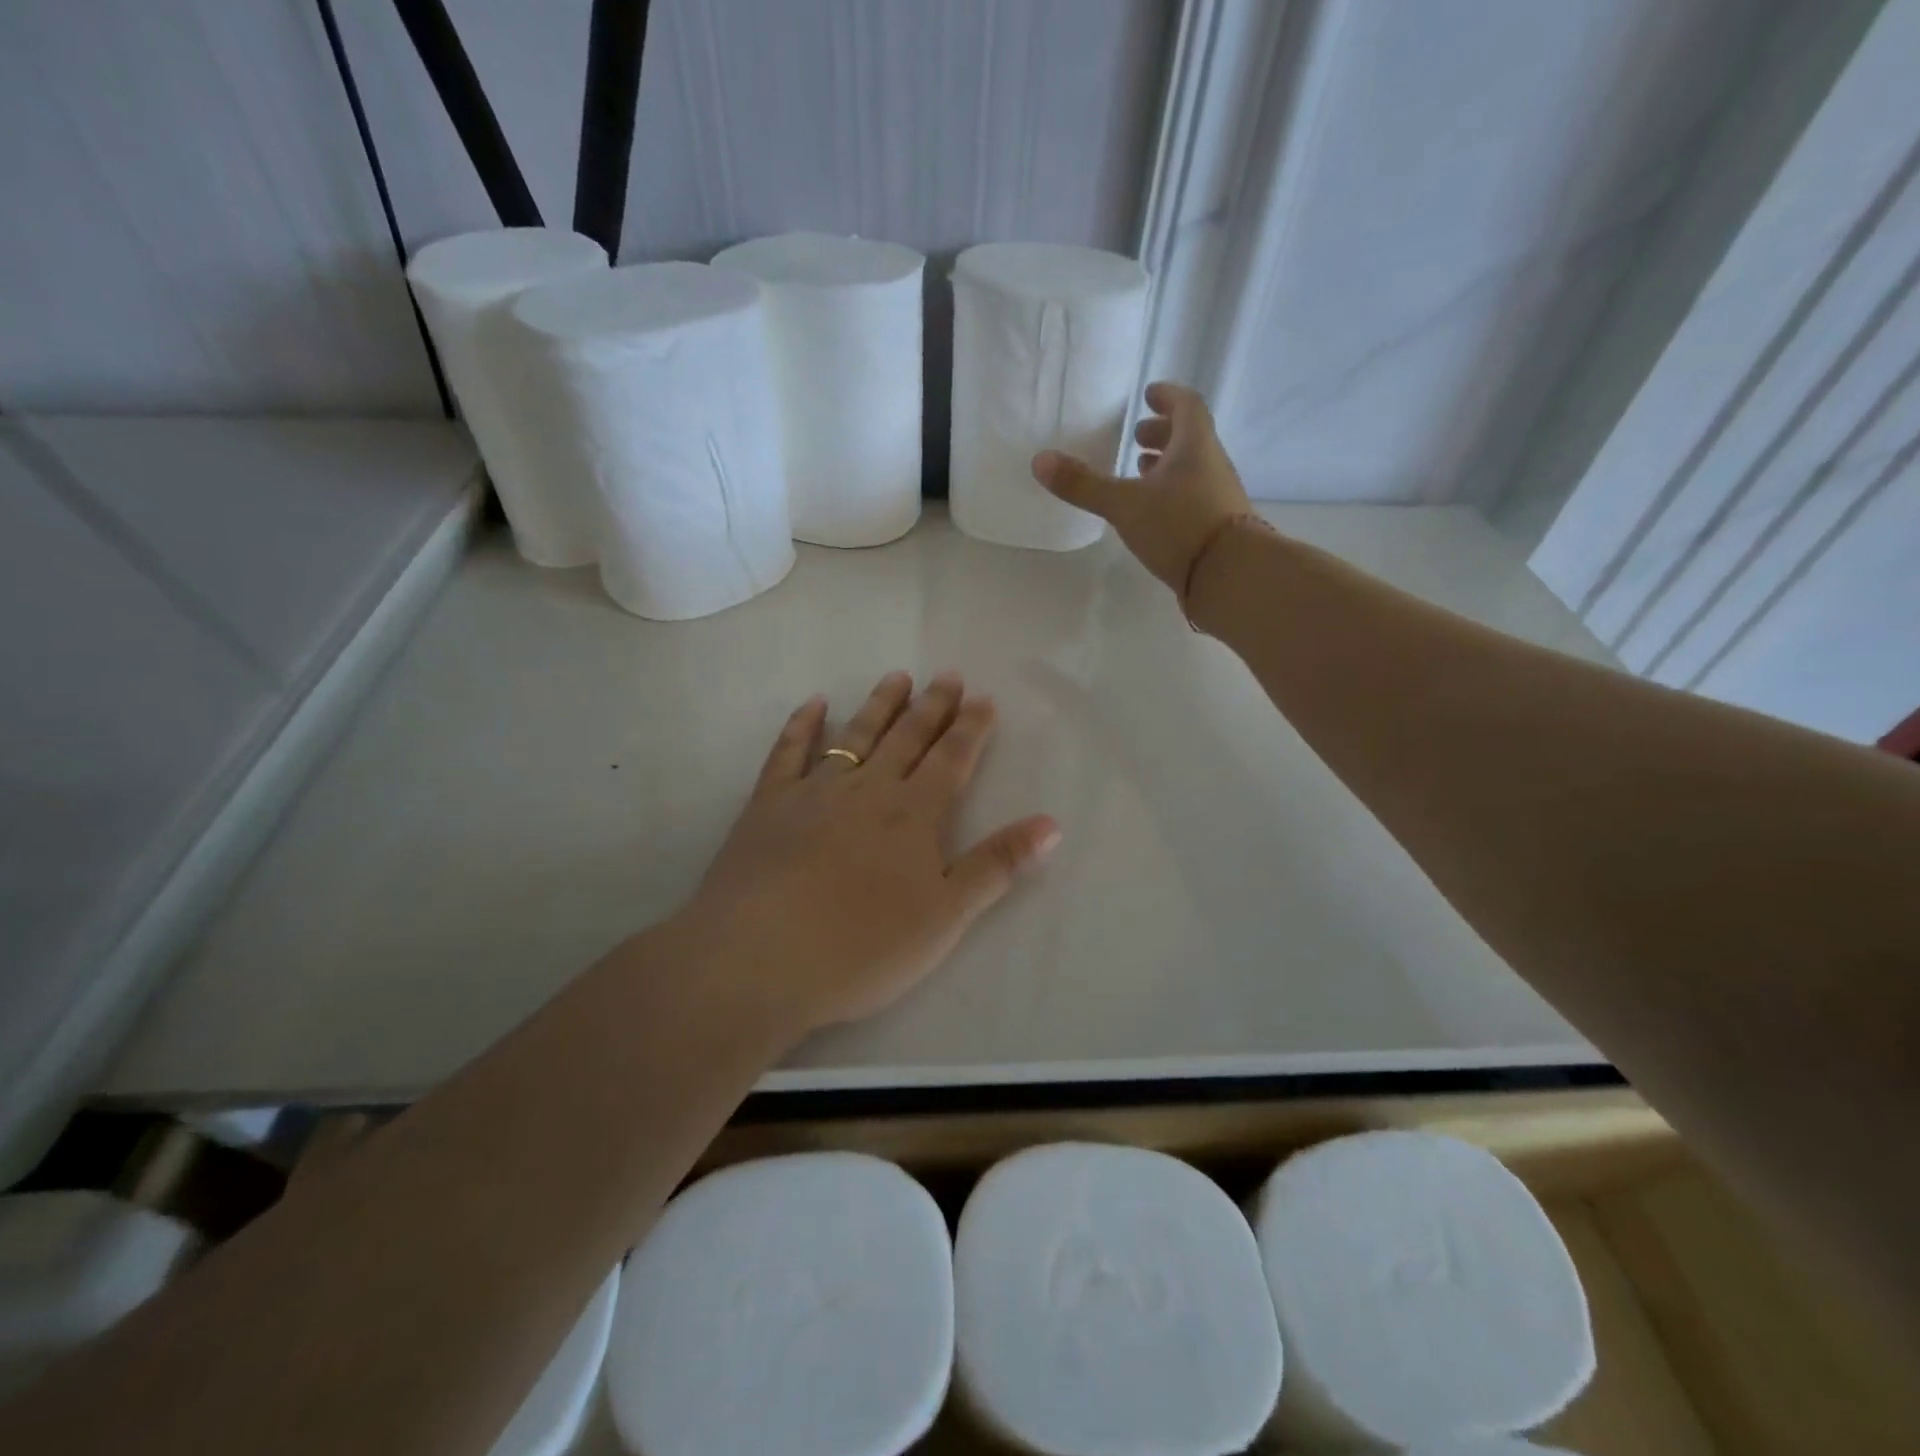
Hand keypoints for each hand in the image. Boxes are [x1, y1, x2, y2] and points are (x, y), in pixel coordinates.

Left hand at [681, 672, 1059, 1032]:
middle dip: (932, 707)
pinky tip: (814, 704)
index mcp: (914, 815)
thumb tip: (1052, 824)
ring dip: (879, 706)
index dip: (971, 729)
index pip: (951, 760)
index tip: (983, 699)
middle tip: (947, 676)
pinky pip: (788, 752)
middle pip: (907, 738)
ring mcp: (814, 792)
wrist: (760, 959)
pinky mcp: (768, 804)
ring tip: (897, 677)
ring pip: (855, 736)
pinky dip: (803, 725)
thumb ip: (997, 866)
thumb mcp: (946, 916)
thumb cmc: (863, 946)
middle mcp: (868, 790)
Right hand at [1032, 381, 1251, 590]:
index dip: (1167, 397)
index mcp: (1194, 445)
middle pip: (1190, 437)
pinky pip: (1194, 496)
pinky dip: (1173, 492)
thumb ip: (1084, 485)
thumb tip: (1040, 460)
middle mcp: (1211, 464)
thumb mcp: (1124, 505)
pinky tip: (1155, 511)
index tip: (1150, 394)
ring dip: (1168, 464)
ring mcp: (1219, 496)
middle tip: (1138, 436)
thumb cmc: (1179, 526)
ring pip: (1192, 468)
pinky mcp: (1218, 526)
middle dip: (1163, 433)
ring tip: (1141, 471)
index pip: (1186, 406)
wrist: (1231, 575)